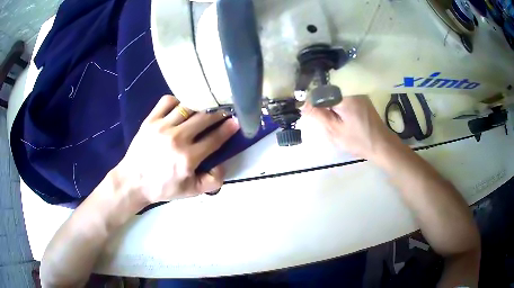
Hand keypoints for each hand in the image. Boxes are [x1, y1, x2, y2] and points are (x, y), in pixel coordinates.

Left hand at [115, 95, 238, 204]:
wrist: (133, 181)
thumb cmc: (163, 187)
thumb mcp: (191, 192)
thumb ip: (212, 181)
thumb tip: (223, 164)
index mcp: (188, 157)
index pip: (214, 138)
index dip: (228, 128)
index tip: (236, 121)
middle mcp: (177, 138)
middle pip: (204, 118)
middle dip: (218, 113)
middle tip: (224, 111)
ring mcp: (162, 126)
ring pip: (187, 107)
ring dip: (200, 105)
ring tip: (204, 107)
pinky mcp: (150, 120)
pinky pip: (167, 101)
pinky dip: (177, 100)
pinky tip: (181, 106)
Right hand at [303, 95, 400, 159]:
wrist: (382, 145)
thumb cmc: (358, 140)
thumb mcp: (334, 130)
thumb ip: (318, 115)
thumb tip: (302, 105)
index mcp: (344, 96)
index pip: (320, 91)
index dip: (312, 102)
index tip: (308, 114)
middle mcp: (352, 90)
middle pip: (328, 92)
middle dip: (321, 104)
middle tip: (320, 120)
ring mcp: (358, 94)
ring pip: (336, 95)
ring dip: (330, 106)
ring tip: (330, 121)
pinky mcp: (362, 99)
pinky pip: (345, 98)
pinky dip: (339, 107)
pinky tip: (340, 119)